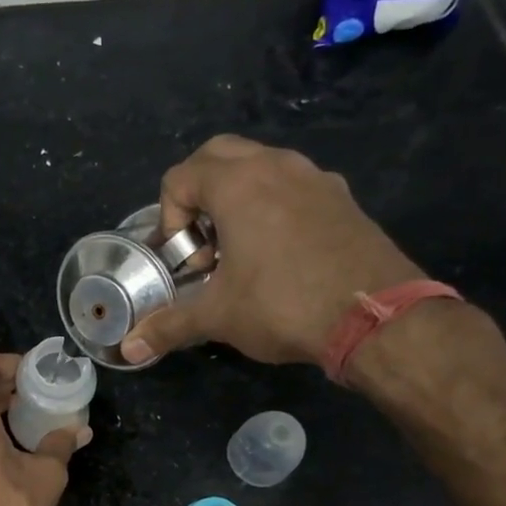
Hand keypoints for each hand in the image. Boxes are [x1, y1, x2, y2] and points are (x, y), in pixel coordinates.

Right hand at [121, 134, 423, 366]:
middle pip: (218, 155)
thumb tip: (128, 351)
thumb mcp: (219, 317)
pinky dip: (274, 205)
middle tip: (204, 240)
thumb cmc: (284, 305)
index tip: (187, 260)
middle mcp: (276, 166)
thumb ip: (169, 326)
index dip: (170, 218)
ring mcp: (315, 177)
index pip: (180, 176)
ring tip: (241, 250)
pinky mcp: (343, 197)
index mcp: (238, 184)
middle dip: (198, 192)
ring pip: (260, 166)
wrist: (378, 318)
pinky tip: (281, 254)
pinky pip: (294, 185)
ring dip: (238, 197)